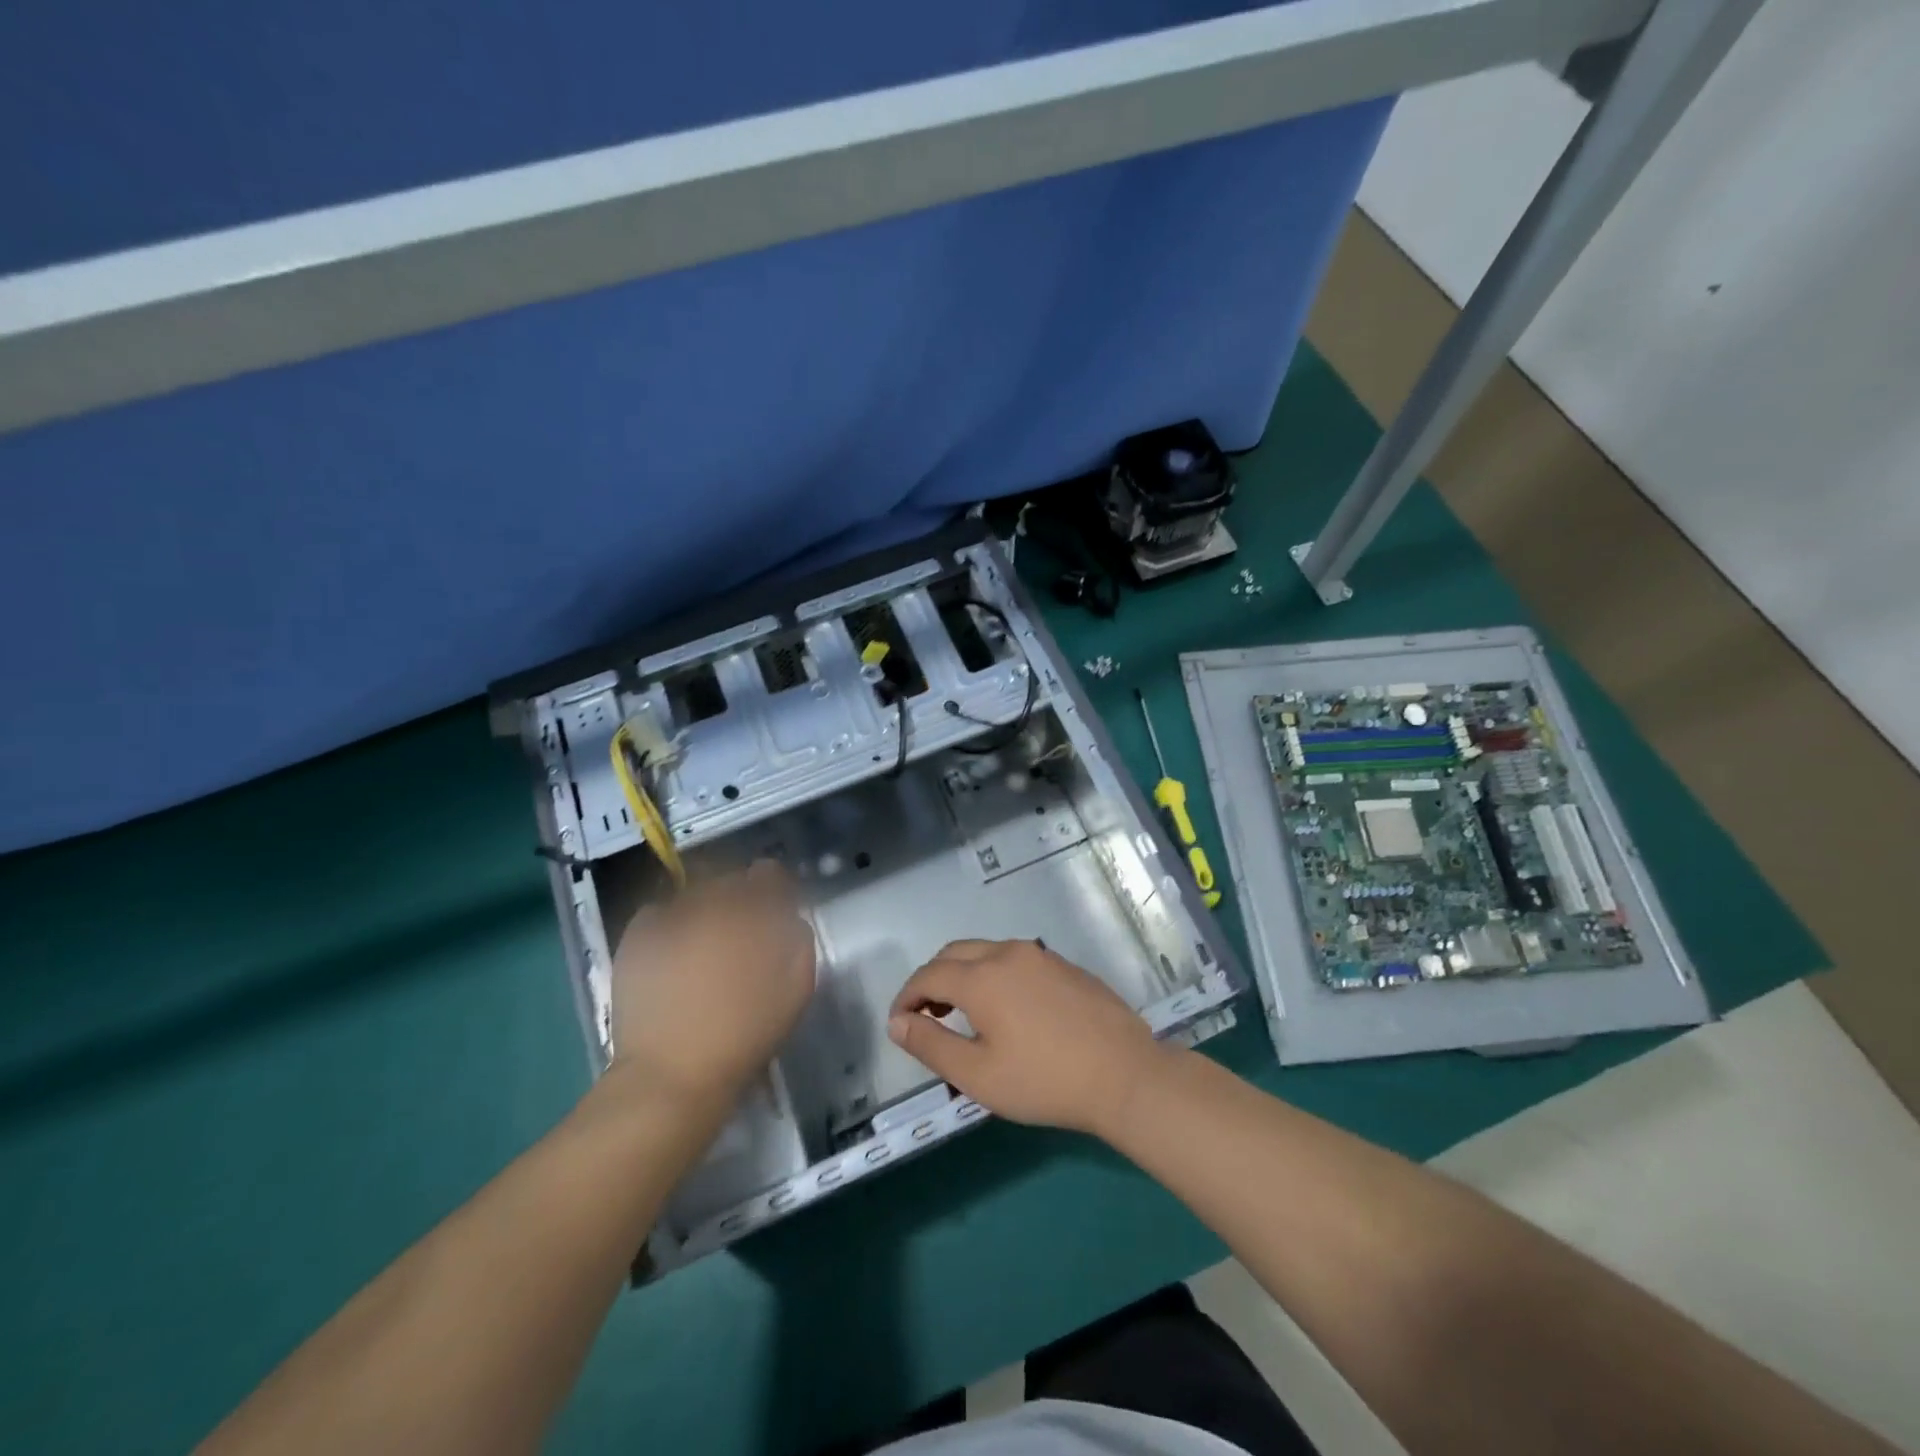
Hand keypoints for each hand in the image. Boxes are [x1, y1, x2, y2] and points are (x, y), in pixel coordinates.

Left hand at [609, 862, 815, 1111]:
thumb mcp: (795, 992)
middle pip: (730, 882)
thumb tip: (790, 921)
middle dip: (740, 897)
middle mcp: (710, 907)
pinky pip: (659, 913)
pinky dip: (669, 921)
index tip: (777, 907)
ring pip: (694, 895)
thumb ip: (799, 943)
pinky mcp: (637, 938)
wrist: (672, 1076)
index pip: (768, 875)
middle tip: (742, 929)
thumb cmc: (744, 1037)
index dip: (775, 887)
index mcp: (752, 916)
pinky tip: (674, 947)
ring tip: (705, 940)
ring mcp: (670, 920)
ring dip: (706, 908)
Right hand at [887, 939, 1169, 1137]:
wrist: (1124, 1074)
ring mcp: (1041, 956)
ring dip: (964, 973)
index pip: (929, 974)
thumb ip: (931, 1045)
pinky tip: (1007, 1009)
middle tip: (927, 1015)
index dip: (907, 996)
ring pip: (986, 951)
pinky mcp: (1065, 966)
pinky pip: (1016, 960)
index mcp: (982, 976)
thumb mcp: (978, 1075)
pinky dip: (994, 974)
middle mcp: (1008, 953)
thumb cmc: (1044, 1080)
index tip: (899, 1023)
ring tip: (963, 1012)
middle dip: (932, 979)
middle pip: (955, 953)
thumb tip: (898, 1022)